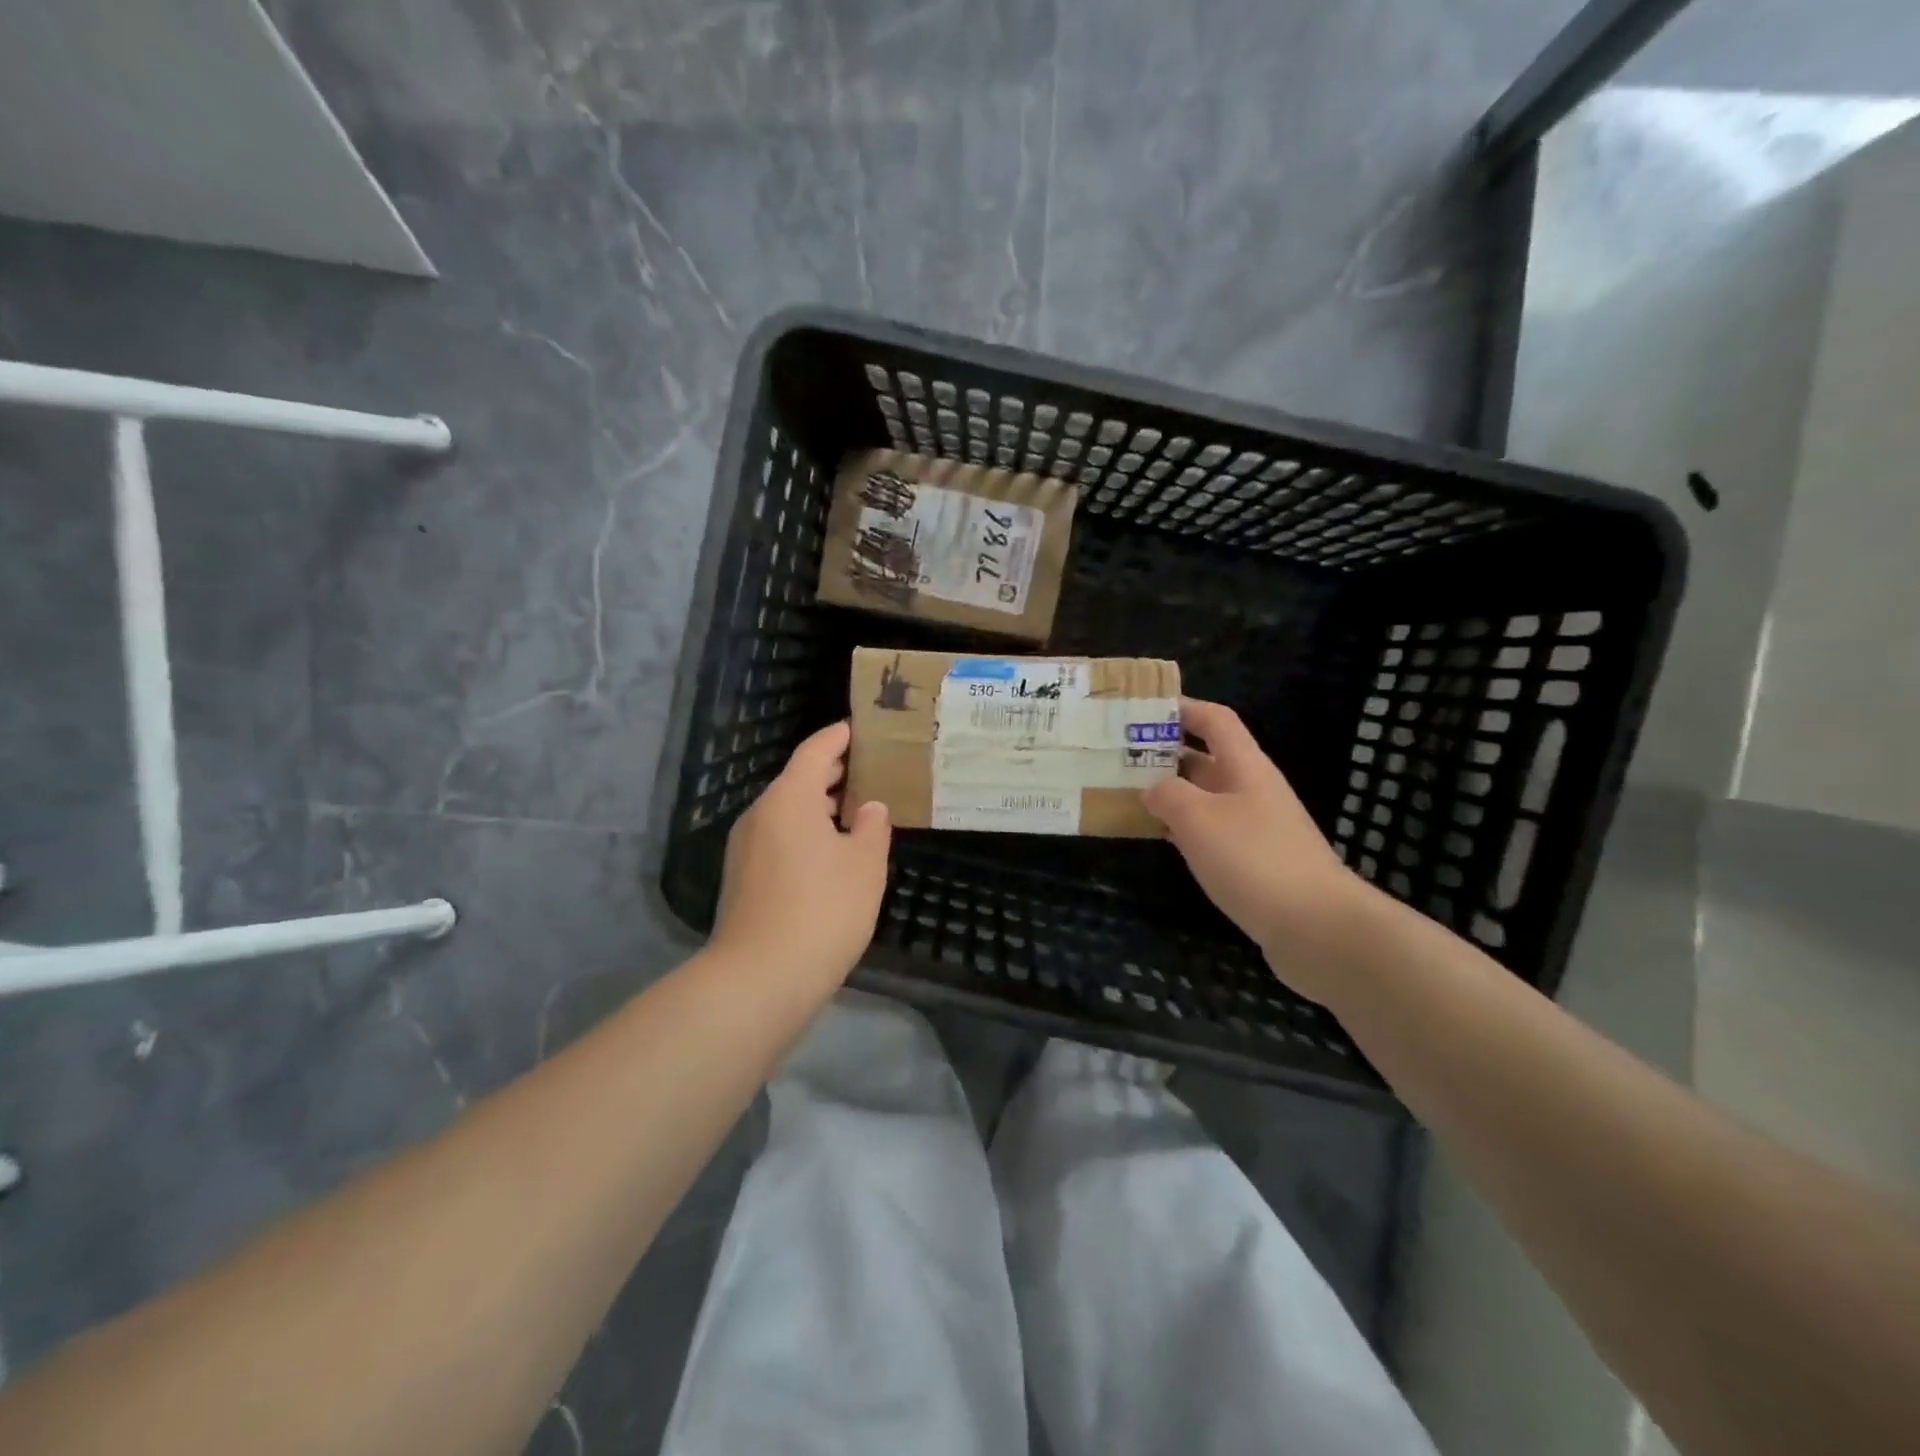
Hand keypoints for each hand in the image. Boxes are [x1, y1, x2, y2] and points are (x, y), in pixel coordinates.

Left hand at [712, 721, 891, 982]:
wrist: (760, 978)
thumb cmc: (823, 910)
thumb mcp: (865, 865)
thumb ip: (872, 827)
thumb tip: (868, 808)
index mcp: (789, 799)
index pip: (815, 751)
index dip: (839, 737)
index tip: (861, 729)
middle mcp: (760, 814)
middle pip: (797, 780)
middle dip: (832, 774)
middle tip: (870, 771)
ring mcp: (745, 847)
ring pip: (787, 812)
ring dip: (819, 807)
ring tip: (856, 813)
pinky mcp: (742, 878)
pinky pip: (778, 838)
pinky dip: (805, 833)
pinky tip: (831, 854)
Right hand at [1144, 698, 1374, 997]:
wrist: (1316, 927)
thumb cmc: (1254, 859)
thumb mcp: (1198, 818)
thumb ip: (1168, 794)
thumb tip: (1153, 789)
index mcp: (1246, 767)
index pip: (1216, 720)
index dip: (1183, 708)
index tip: (1143, 710)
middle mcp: (1252, 790)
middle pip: (1207, 759)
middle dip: (1165, 754)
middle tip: (1119, 758)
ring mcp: (1255, 827)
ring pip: (1205, 798)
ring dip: (1170, 794)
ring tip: (1126, 795)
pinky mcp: (1254, 862)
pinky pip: (1211, 833)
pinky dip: (1183, 830)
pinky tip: (1158, 838)